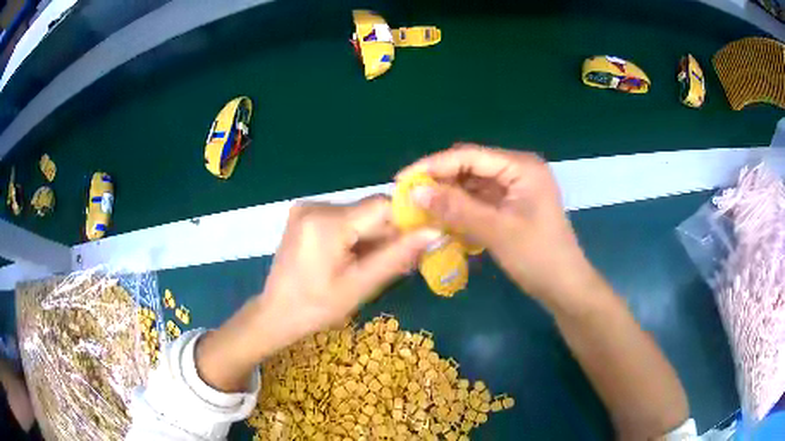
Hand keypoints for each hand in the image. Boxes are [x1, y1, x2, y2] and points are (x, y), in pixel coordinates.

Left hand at [196, 196, 436, 391]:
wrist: (276, 313)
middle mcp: (315, 205)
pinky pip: (342, 219)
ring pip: (358, 215)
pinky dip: (355, 236)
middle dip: (387, 235)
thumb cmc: (317, 307)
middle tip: (400, 264)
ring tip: (372, 266)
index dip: (406, 221)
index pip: (382, 205)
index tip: (419, 243)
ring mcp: (307, 208)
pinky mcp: (304, 214)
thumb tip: (434, 232)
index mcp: (327, 222)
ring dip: (372, 237)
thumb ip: (397, 256)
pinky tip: (354, 258)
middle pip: (369, 211)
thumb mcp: (361, 285)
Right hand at [399, 143, 599, 306]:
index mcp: (521, 167)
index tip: (402, 179)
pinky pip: (479, 200)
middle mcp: (518, 170)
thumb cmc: (538, 257)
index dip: (433, 165)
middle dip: (439, 180)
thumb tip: (415, 191)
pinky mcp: (511, 206)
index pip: (469, 155)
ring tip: (418, 208)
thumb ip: (456, 208)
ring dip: (447, 195)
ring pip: (472, 184)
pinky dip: (460, 208)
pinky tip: (441, 218)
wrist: (564, 287)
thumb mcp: (496, 231)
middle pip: (470, 167)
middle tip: (408, 196)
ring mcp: (515, 189)